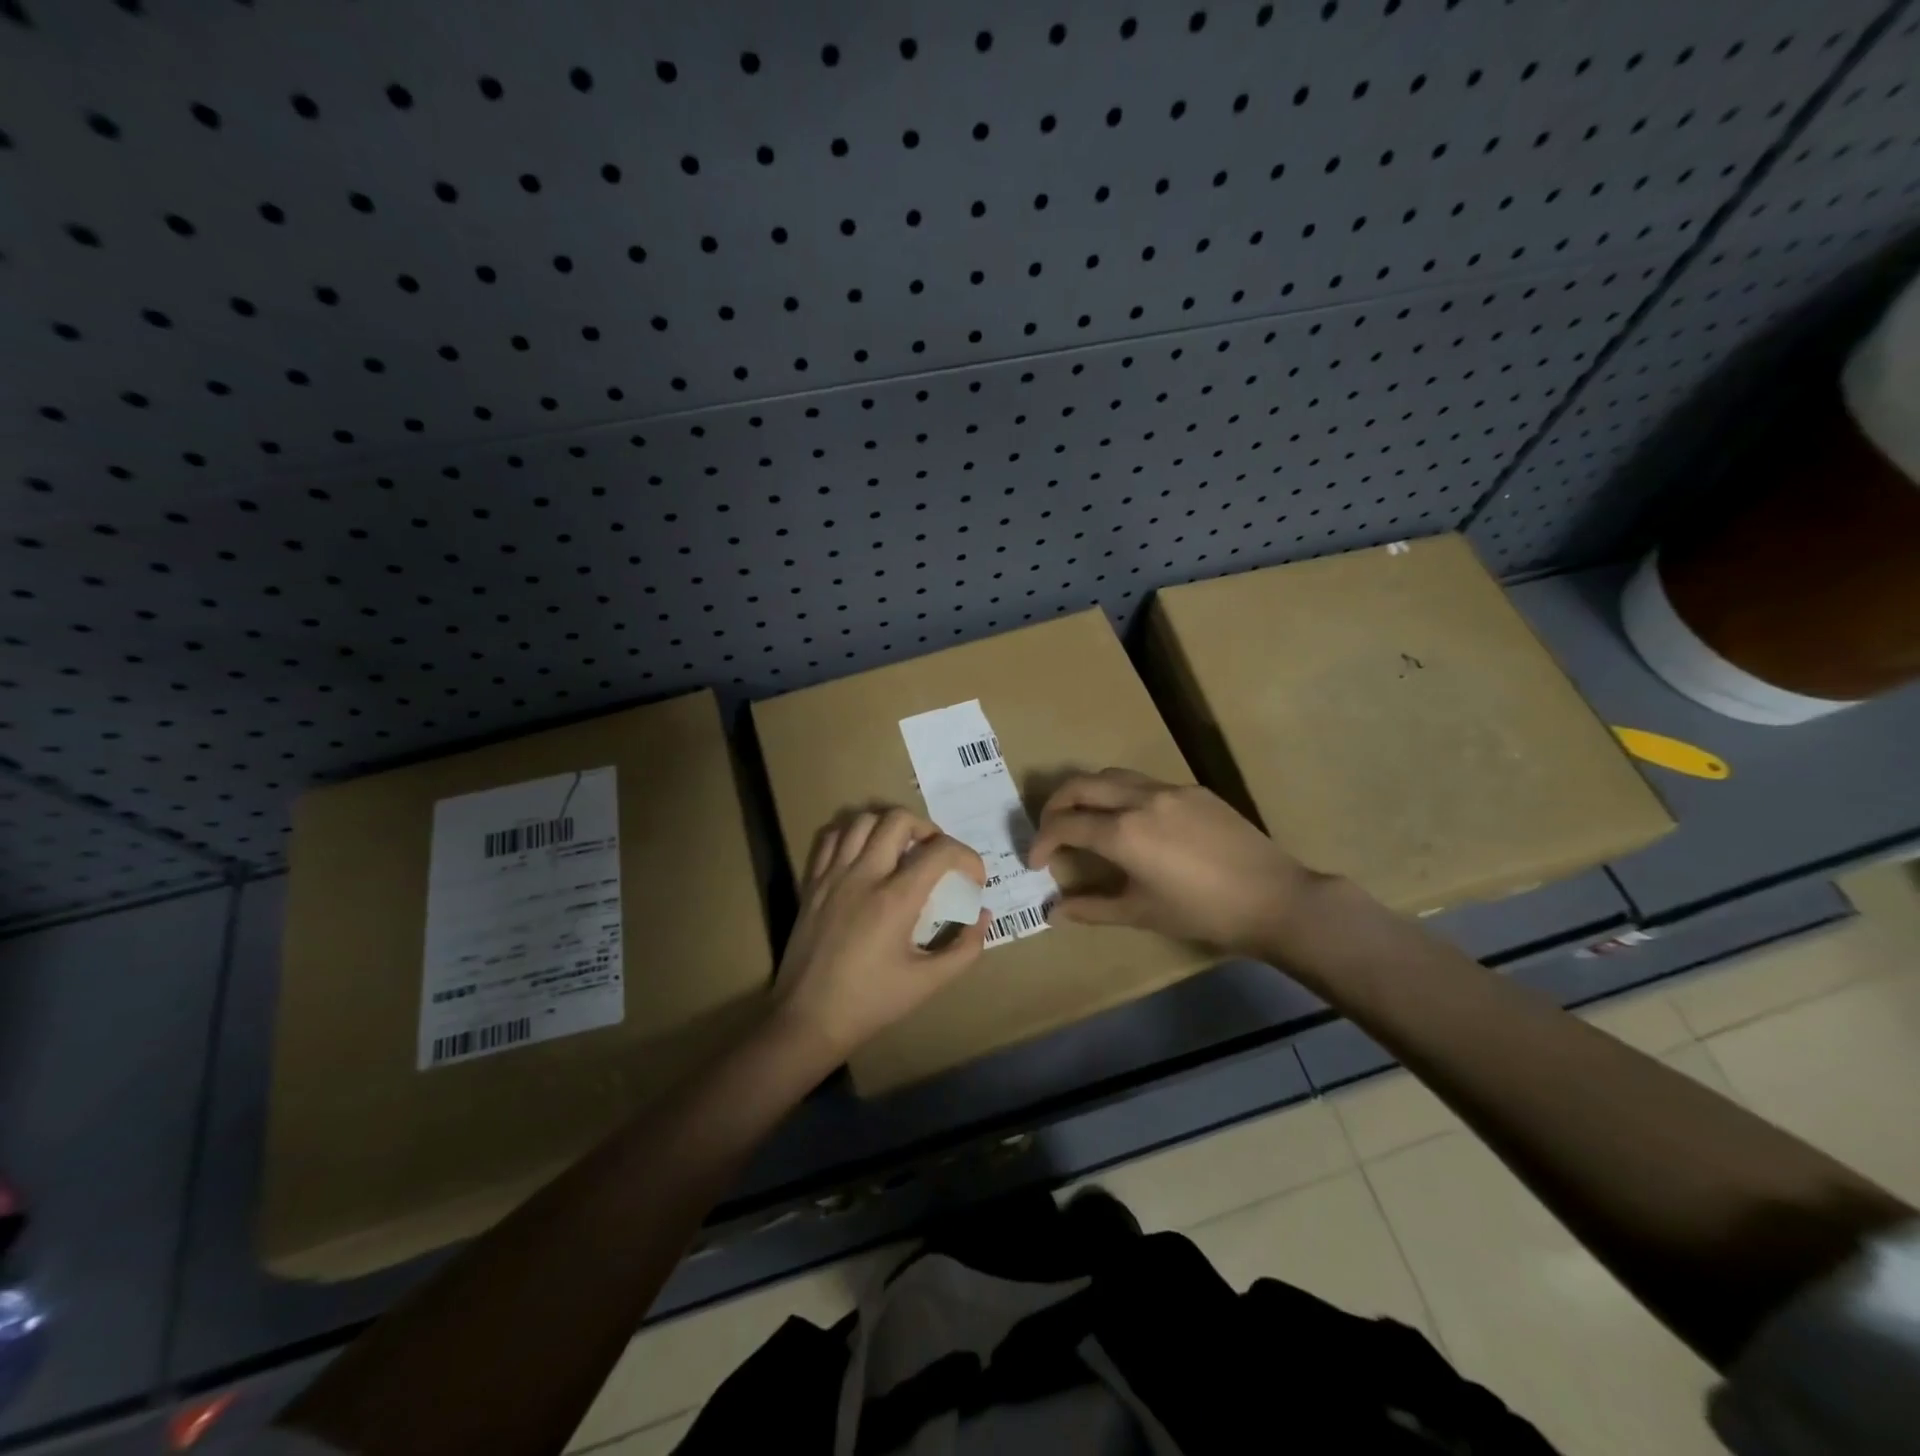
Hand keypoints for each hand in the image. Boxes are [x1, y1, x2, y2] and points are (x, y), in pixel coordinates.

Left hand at [772, 807, 987, 1062]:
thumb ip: (965, 948)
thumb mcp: (928, 983)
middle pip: (899, 819)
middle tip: (936, 855)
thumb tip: (983, 916)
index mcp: (895, 899)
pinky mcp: (812, 883)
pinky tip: (864, 854)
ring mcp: (833, 875)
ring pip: (863, 819)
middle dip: (928, 829)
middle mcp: (864, 876)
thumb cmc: (871, 1004)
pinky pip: (832, 837)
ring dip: (890, 826)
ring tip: (902, 849)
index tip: (973, 879)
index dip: (967, 857)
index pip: (941, 851)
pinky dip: (853, 834)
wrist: (807, 1020)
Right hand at [1027, 769, 1321, 955]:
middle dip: (1055, 805)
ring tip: (1086, 819)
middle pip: (1080, 785)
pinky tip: (1133, 822)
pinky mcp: (1194, 790)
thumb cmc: (1203, 913)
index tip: (1036, 862)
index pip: (1064, 825)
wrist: (1274, 898)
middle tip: (1050, 831)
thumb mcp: (1142, 914)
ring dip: (1088, 793)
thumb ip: (1092, 908)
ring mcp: (1169, 790)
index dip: (1042, 842)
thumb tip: (1053, 913)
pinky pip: (1145, 783)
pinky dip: (1122, 795)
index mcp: (1123, 832)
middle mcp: (1139, 799)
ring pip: (1112, 776)